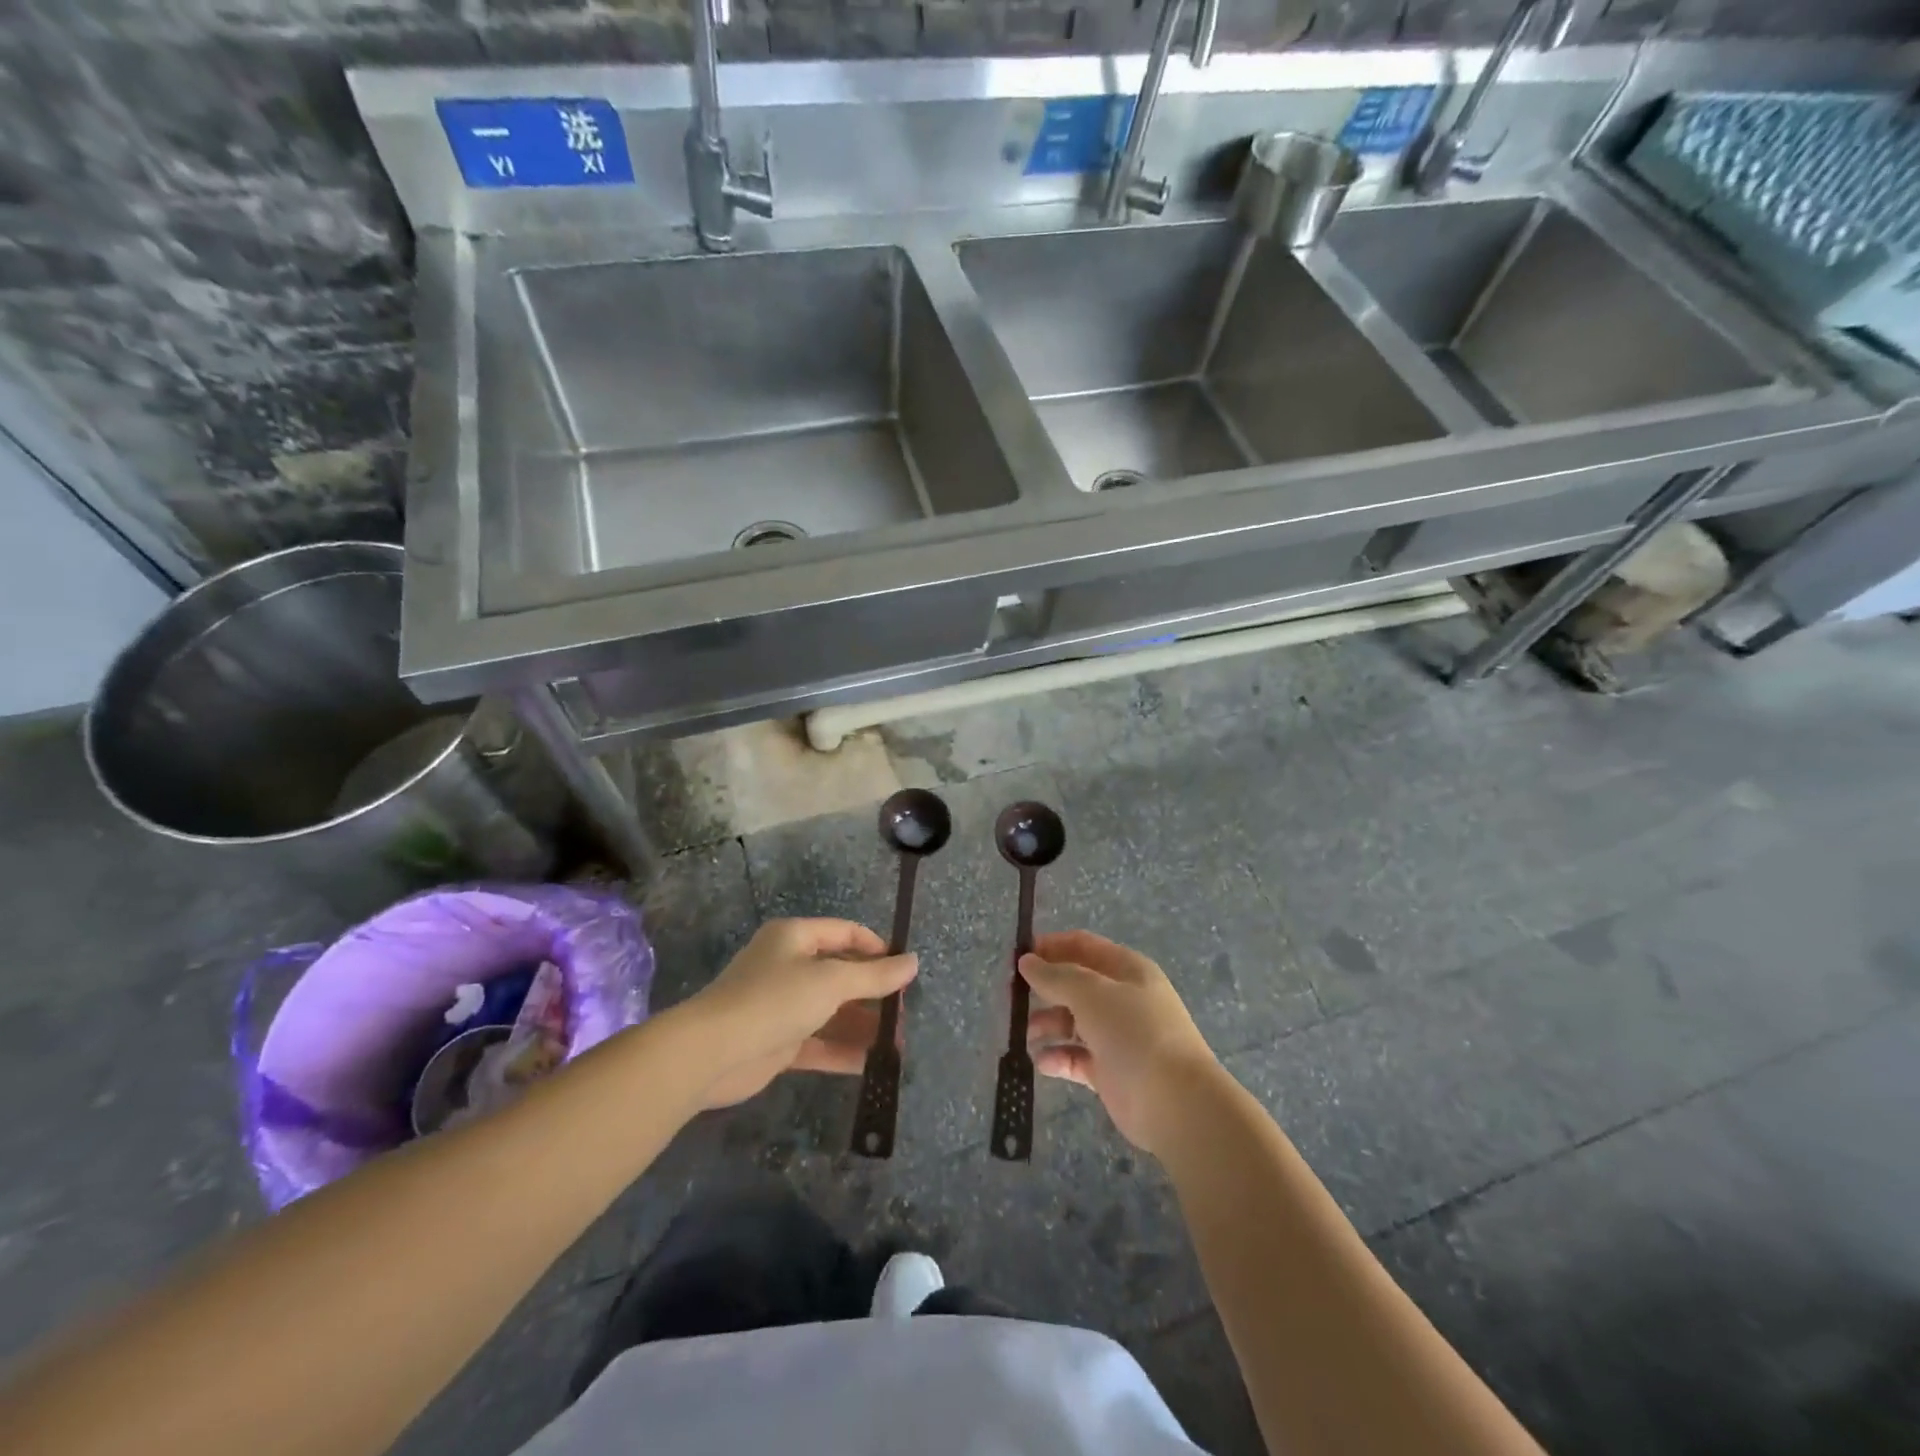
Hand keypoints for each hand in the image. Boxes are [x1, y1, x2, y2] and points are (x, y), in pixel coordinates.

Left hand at [683, 918, 917, 1109]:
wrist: (712, 1053)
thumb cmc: (775, 1000)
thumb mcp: (831, 982)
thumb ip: (874, 976)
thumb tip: (913, 962)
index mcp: (795, 937)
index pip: (845, 933)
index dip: (876, 948)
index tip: (904, 970)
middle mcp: (788, 966)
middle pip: (840, 974)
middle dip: (873, 994)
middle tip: (904, 1013)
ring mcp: (782, 1006)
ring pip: (831, 1011)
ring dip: (862, 1025)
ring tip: (897, 1044)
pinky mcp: (777, 1042)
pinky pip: (818, 1042)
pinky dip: (842, 1050)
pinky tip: (871, 1064)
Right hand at [1020, 930, 1220, 1154]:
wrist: (1175, 1102)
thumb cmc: (1134, 1033)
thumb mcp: (1091, 993)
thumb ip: (1056, 976)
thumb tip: (1027, 961)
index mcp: (1127, 970)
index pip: (1083, 946)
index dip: (1051, 946)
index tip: (1019, 956)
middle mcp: (1123, 999)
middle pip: (1076, 984)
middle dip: (1045, 988)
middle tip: (1012, 997)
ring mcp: (1118, 1036)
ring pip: (1074, 1022)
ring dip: (1048, 1024)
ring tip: (1027, 1034)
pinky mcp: (1111, 1072)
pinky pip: (1077, 1057)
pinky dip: (1058, 1058)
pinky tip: (1042, 1062)